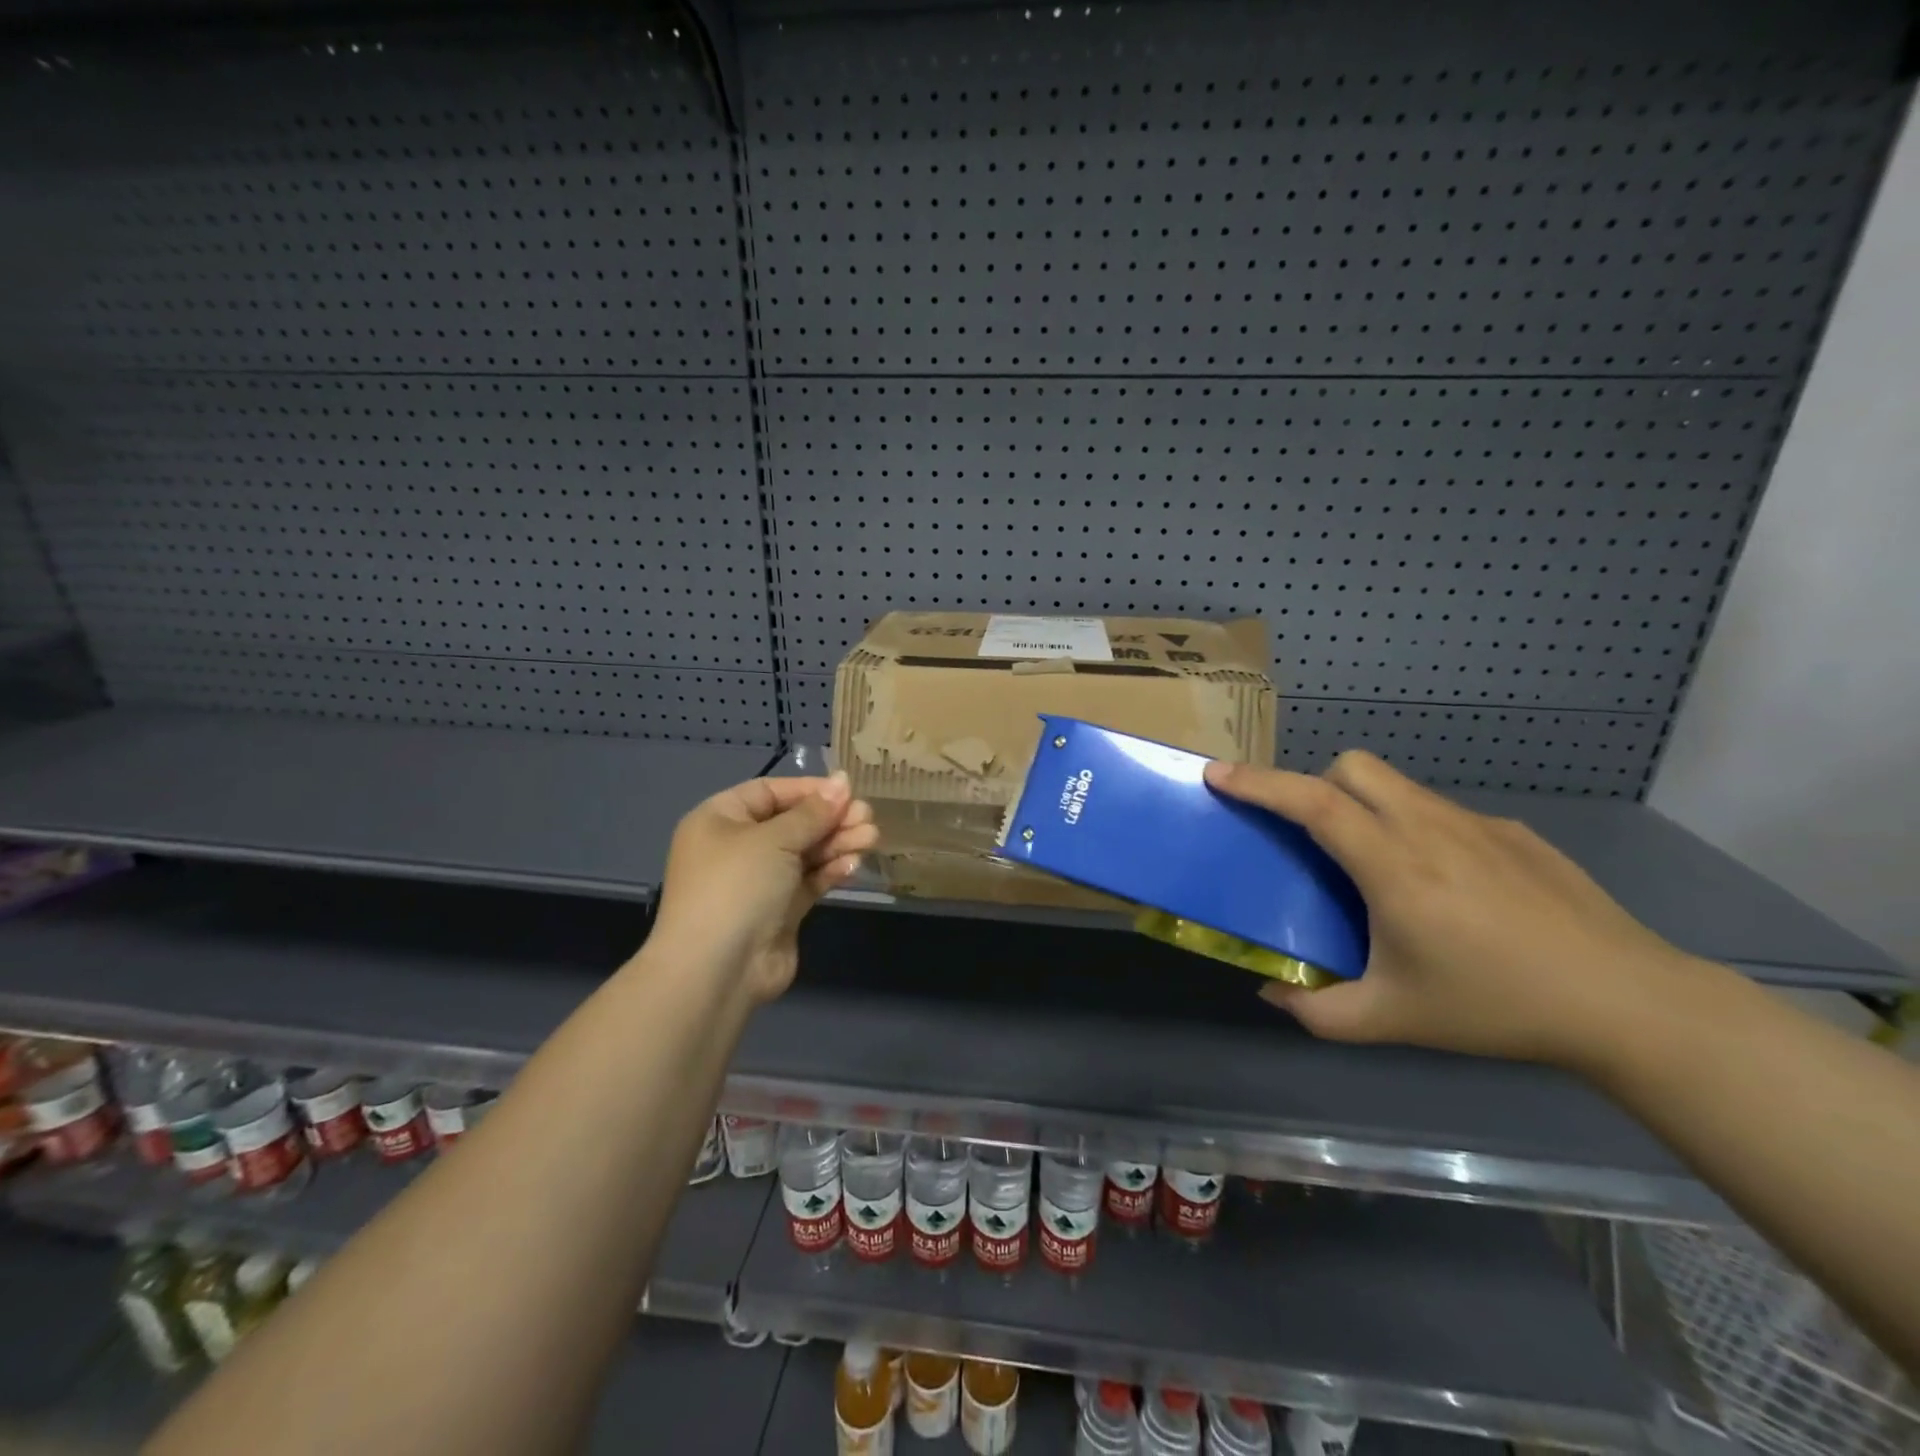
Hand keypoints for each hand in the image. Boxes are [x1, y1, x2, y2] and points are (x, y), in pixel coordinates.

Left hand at [649, 773, 877, 1004]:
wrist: (718, 969)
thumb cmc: (736, 886)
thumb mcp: (774, 839)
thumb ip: (813, 812)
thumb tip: (842, 782)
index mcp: (720, 820)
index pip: (769, 792)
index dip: (809, 790)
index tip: (848, 791)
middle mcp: (737, 847)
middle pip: (792, 823)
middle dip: (830, 819)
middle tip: (868, 817)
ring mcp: (759, 881)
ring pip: (805, 853)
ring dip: (837, 843)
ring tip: (872, 838)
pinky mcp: (780, 911)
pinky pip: (809, 881)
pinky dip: (831, 871)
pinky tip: (854, 864)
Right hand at [1204, 751, 1696, 1069]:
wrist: (1628, 1004)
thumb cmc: (1497, 1008)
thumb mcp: (1393, 1021)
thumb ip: (1318, 1012)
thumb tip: (1271, 993)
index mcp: (1393, 866)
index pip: (1311, 802)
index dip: (1258, 783)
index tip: (1217, 775)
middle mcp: (1429, 828)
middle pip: (1353, 768)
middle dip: (1315, 785)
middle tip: (1310, 835)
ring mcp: (1476, 824)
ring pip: (1397, 785)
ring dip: (1364, 805)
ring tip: (1376, 866)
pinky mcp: (1514, 832)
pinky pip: (1440, 811)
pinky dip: (1416, 829)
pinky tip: (1447, 888)